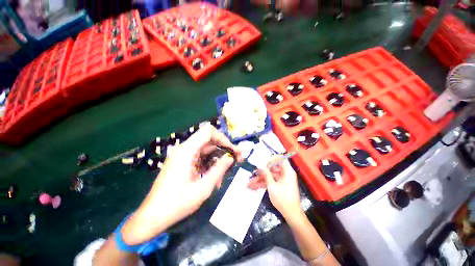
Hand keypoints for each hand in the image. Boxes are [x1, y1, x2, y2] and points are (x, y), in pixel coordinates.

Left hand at [121, 125, 241, 244]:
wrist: (153, 216)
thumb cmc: (177, 203)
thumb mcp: (203, 188)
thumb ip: (219, 169)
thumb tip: (230, 157)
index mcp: (187, 151)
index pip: (208, 131)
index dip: (223, 138)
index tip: (231, 150)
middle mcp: (184, 148)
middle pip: (208, 140)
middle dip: (223, 148)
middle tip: (236, 159)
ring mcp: (182, 155)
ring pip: (206, 149)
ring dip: (217, 158)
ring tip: (225, 173)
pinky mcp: (182, 161)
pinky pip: (200, 156)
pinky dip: (210, 163)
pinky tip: (214, 176)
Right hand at [247, 160, 301, 219]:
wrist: (291, 214)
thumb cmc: (283, 198)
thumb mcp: (272, 186)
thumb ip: (266, 174)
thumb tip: (261, 166)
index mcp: (287, 171)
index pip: (280, 159)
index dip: (271, 159)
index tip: (263, 162)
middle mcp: (285, 173)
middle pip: (272, 168)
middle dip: (262, 171)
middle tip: (253, 173)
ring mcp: (282, 179)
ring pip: (270, 176)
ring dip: (261, 179)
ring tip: (249, 182)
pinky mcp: (280, 185)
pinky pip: (271, 181)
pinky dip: (264, 183)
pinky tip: (254, 187)